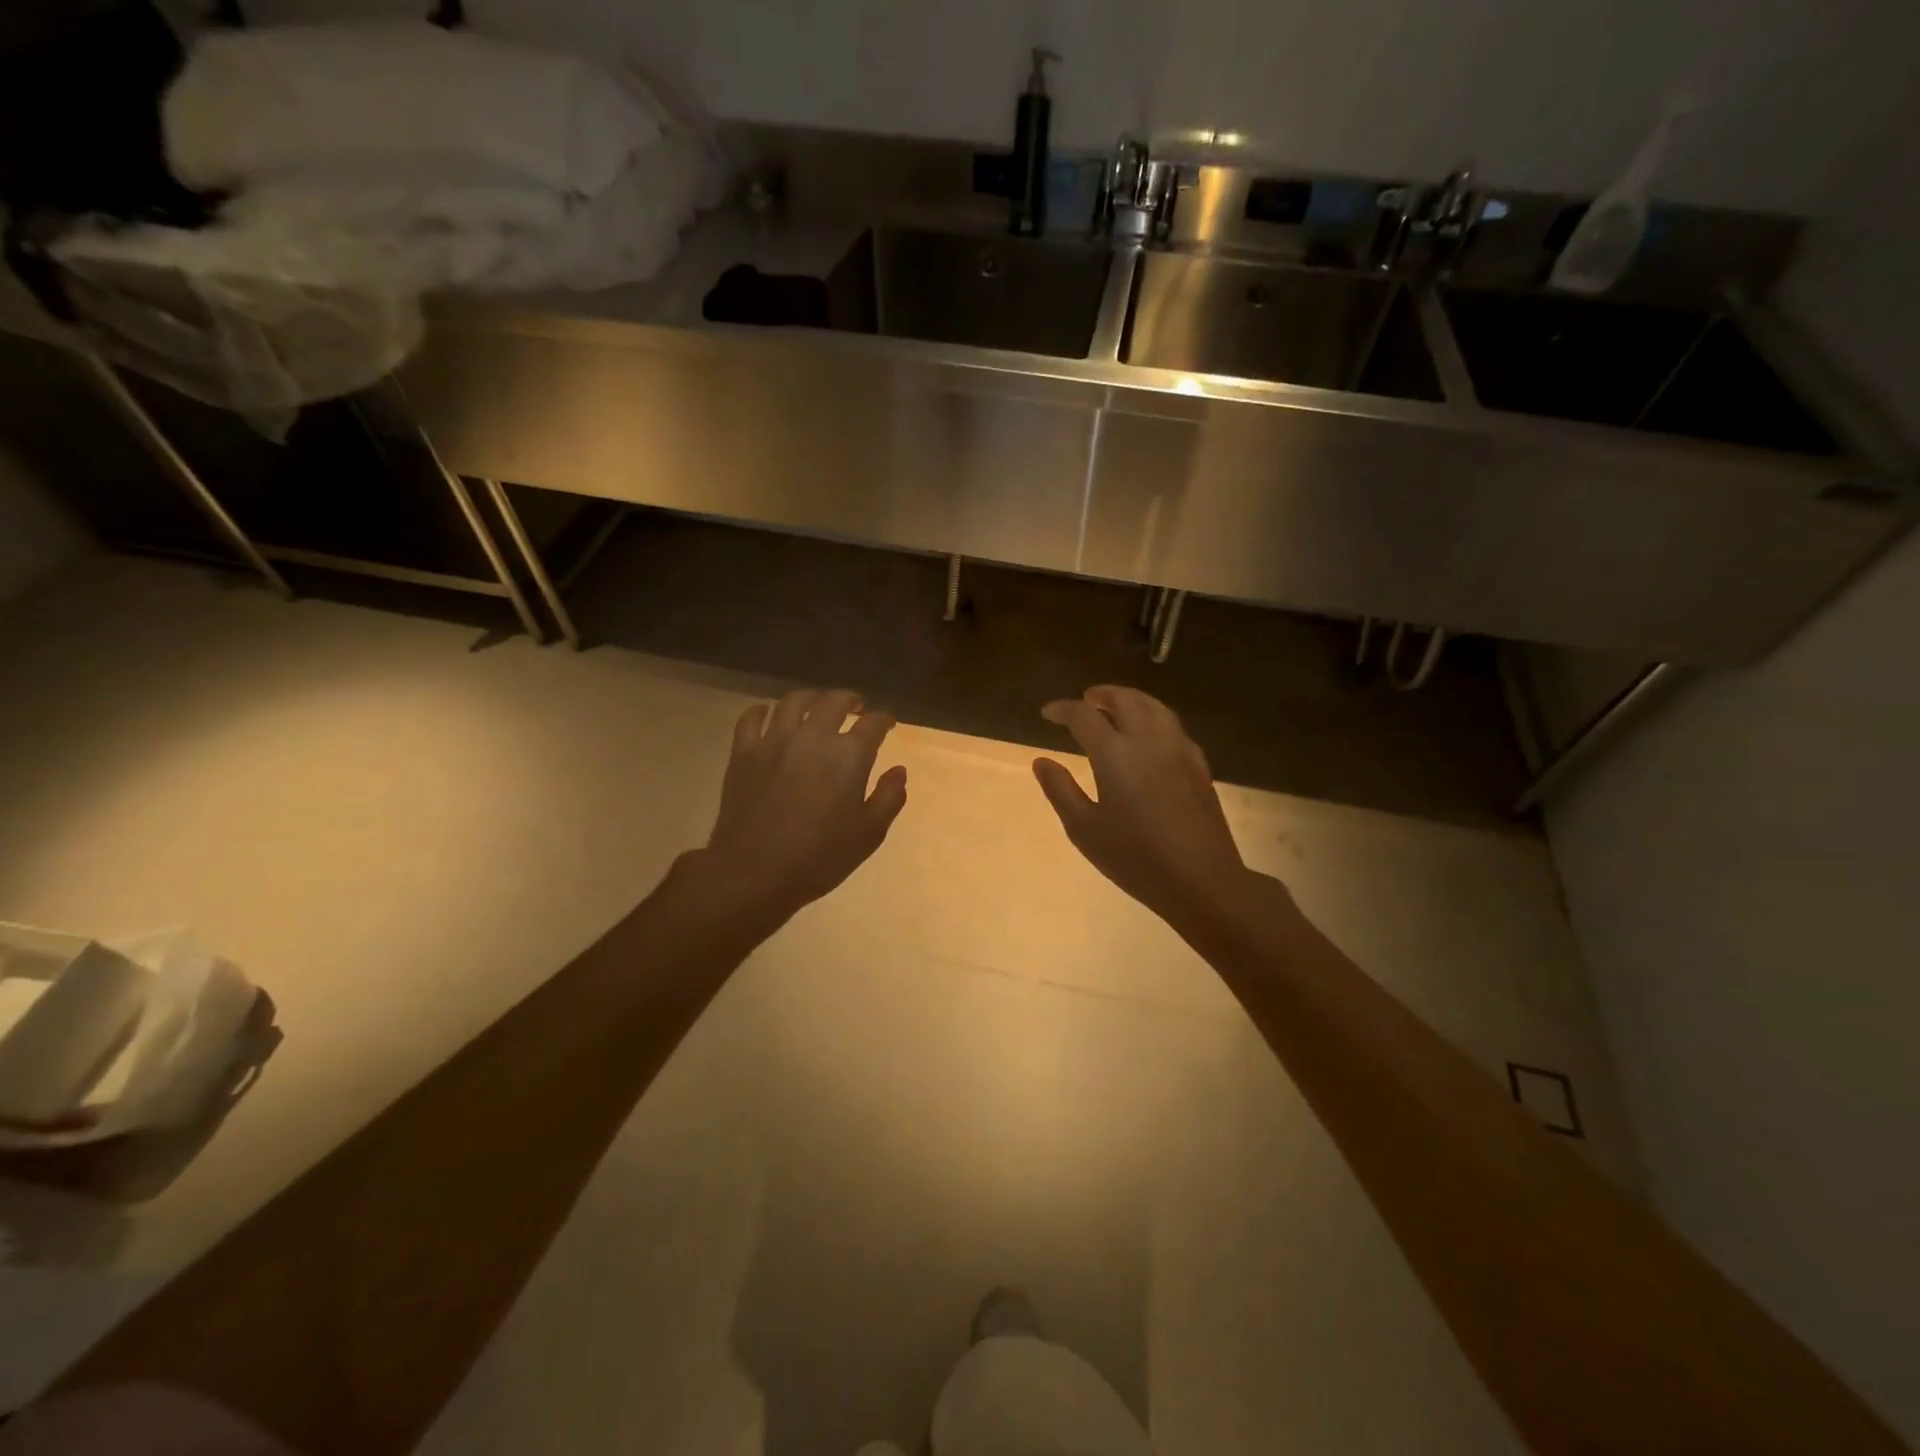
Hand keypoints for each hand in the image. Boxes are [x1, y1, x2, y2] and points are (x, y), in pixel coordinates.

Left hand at [701, 689, 907, 921]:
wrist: (754, 872)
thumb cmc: (819, 857)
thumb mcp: (869, 834)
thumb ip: (889, 797)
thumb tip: (899, 770)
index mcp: (848, 755)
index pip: (873, 723)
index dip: (884, 720)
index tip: (888, 724)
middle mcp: (812, 736)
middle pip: (833, 701)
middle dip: (850, 700)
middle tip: (855, 706)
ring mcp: (774, 741)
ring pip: (793, 701)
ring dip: (810, 698)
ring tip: (816, 706)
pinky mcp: (743, 752)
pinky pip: (751, 718)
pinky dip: (763, 710)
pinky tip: (770, 715)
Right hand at [1033, 686, 1254, 927]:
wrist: (1201, 879)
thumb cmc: (1135, 857)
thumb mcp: (1084, 829)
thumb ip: (1060, 790)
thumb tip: (1041, 762)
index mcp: (1115, 753)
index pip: (1084, 716)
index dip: (1063, 709)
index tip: (1048, 713)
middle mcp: (1148, 739)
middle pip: (1125, 700)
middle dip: (1101, 694)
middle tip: (1085, 700)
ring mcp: (1178, 749)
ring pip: (1154, 706)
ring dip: (1130, 700)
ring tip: (1115, 708)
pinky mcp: (1198, 764)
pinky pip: (1172, 726)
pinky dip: (1153, 717)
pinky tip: (1149, 735)